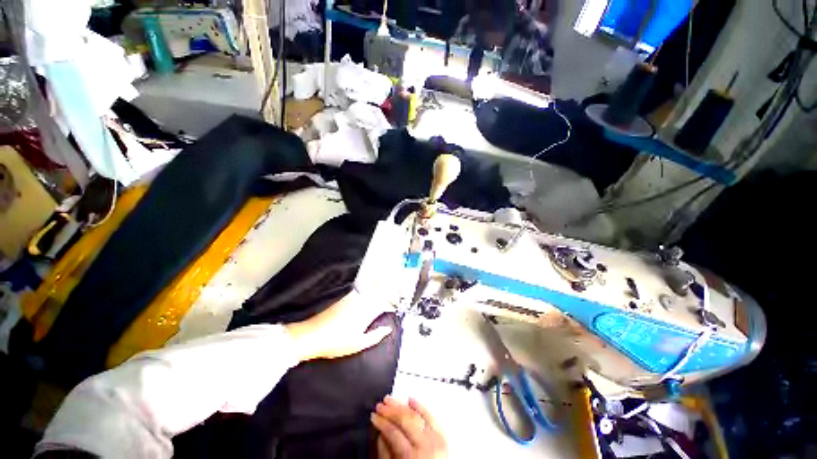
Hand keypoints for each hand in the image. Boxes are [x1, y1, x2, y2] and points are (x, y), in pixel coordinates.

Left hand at [284, 290, 392, 361]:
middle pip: (380, 291)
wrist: (312, 334)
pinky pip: (362, 289)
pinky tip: (371, 291)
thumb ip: (376, 336)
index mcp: (367, 311)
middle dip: (389, 292)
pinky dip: (370, 288)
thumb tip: (388, 329)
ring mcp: (353, 296)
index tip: (396, 308)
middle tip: (394, 297)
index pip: (385, 303)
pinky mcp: (345, 296)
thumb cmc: (336, 343)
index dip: (392, 304)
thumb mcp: (358, 344)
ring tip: (386, 290)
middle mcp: (362, 300)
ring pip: (371, 287)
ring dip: (380, 287)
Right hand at [372, 397, 447, 458]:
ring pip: (417, 415)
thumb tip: (380, 433)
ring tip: (390, 400)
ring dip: (402, 405)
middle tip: (380, 404)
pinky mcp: (443, 436)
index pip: (393, 432)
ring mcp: (436, 439)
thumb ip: (386, 454)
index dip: (382, 422)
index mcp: (412, 456)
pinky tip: (411, 399)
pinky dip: (420, 406)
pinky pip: (431, 417)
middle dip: (391, 410)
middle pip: (405, 420)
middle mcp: (426, 445)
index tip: (373, 416)